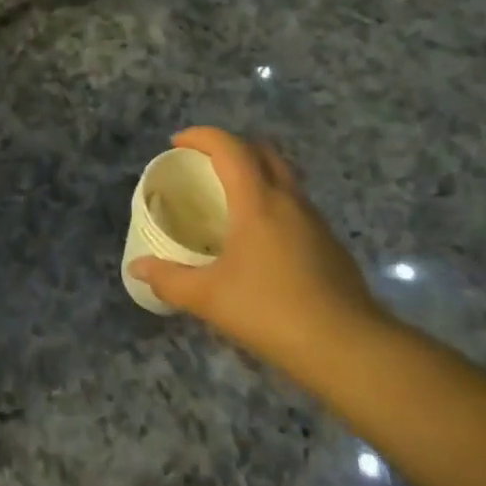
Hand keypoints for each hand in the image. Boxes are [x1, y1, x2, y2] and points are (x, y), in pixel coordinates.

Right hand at [130, 128, 388, 380]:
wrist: (348, 348)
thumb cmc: (271, 311)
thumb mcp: (209, 298)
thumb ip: (169, 279)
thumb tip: (137, 268)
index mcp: (258, 201)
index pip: (230, 148)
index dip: (201, 136)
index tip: (176, 143)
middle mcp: (289, 201)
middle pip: (262, 152)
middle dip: (230, 148)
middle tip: (203, 166)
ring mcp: (315, 222)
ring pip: (283, 179)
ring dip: (254, 175)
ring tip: (227, 202)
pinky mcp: (329, 245)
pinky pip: (294, 207)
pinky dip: (271, 205)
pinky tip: (257, 241)